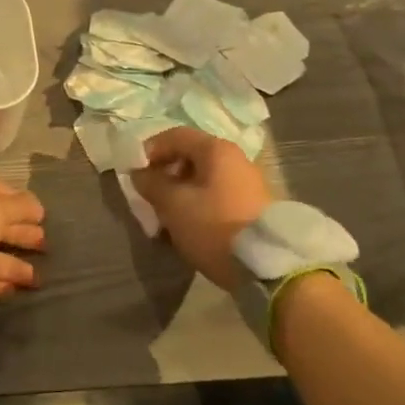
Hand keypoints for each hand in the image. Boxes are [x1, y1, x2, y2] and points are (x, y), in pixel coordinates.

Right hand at [131, 127, 273, 288]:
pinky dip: (198, 205)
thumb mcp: (174, 205)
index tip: (135, 171)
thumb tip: (139, 173)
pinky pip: (217, 196)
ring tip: (166, 216)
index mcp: (216, 150)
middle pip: (190, 157)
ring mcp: (248, 184)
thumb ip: (151, 184)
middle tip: (149, 195)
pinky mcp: (253, 208)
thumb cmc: (215, 226)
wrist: (269, 268)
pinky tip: (189, 227)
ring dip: (180, 192)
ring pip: (203, 179)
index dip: (150, 149)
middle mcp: (235, 159)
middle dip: (165, 174)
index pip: (175, 135)